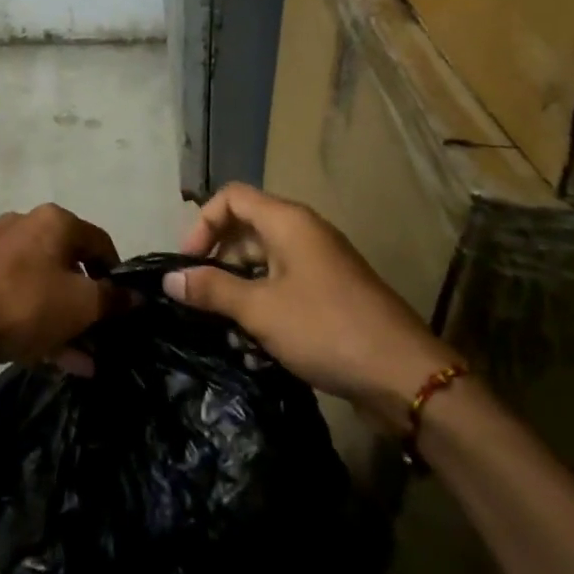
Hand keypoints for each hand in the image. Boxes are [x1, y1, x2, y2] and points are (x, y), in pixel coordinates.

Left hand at [0, 203, 122, 385]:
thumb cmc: (27, 304)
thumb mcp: (82, 304)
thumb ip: (114, 299)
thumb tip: (136, 297)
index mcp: (53, 220)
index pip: (100, 242)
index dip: (118, 275)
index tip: (126, 307)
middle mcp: (26, 227)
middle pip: (71, 264)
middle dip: (91, 303)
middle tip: (105, 333)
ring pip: (47, 287)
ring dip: (70, 321)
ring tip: (89, 358)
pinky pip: (24, 301)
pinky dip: (44, 325)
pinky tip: (65, 362)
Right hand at [163, 183, 457, 431]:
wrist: (404, 375)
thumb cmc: (325, 329)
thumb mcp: (260, 309)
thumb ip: (212, 289)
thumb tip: (169, 278)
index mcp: (288, 222)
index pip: (232, 198)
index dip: (203, 223)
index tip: (187, 263)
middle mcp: (304, 233)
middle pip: (246, 227)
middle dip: (217, 257)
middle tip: (197, 295)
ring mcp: (320, 263)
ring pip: (264, 259)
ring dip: (238, 285)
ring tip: (220, 321)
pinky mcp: (331, 292)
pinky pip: (284, 283)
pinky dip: (262, 301)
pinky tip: (252, 339)